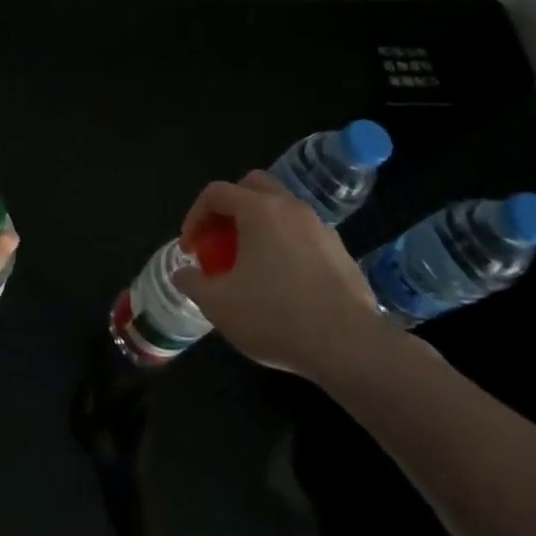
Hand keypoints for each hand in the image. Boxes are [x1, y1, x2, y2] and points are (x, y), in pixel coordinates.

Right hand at [173, 172, 391, 380]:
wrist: (351, 348)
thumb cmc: (276, 317)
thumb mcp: (219, 305)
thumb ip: (193, 283)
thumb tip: (183, 274)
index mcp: (259, 210)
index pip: (216, 193)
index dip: (194, 216)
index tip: (190, 249)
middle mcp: (291, 208)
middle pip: (252, 187)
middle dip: (229, 208)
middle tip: (219, 241)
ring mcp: (321, 229)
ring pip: (281, 210)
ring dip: (259, 226)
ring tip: (250, 263)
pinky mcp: (342, 253)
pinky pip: (303, 235)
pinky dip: (285, 245)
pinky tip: (283, 282)